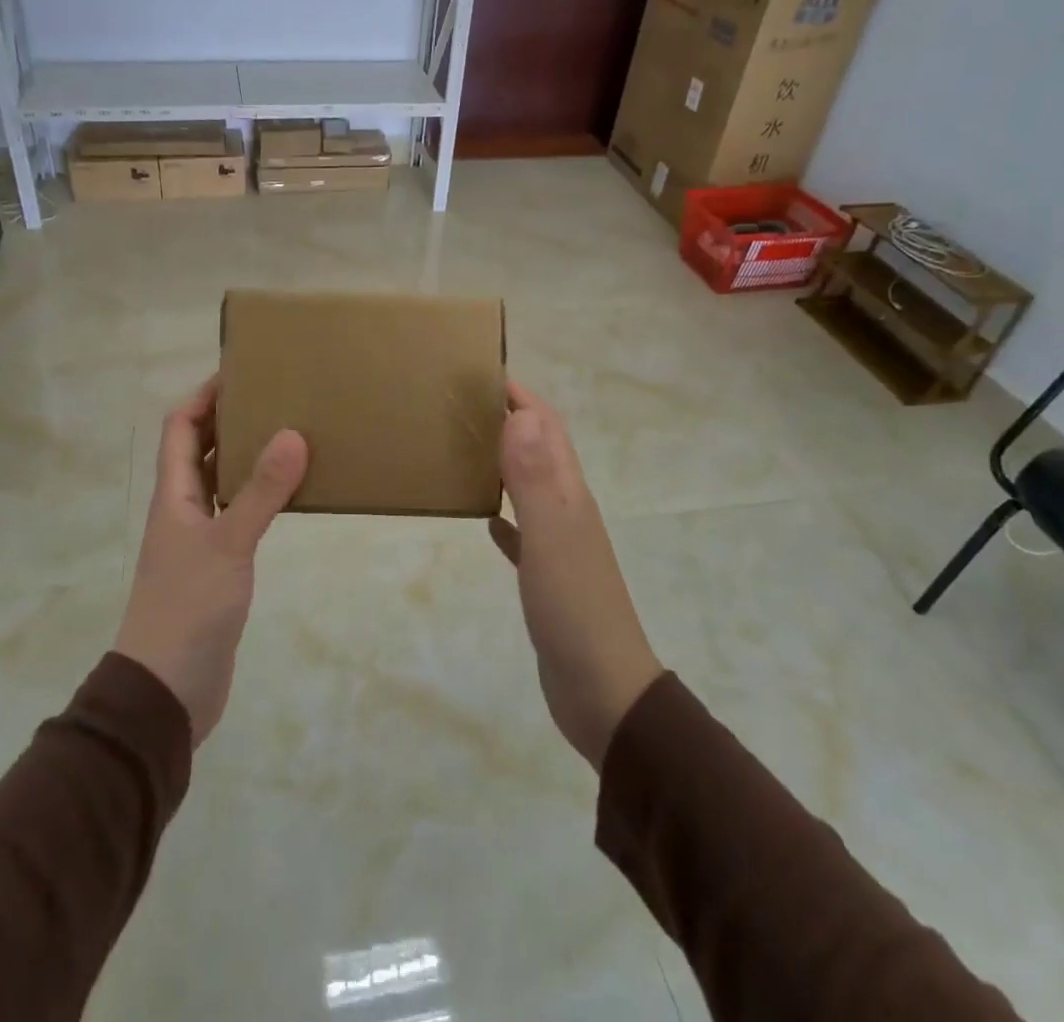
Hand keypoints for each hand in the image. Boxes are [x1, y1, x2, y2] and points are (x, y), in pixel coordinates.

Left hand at [114, 378, 308, 746]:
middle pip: (200, 449)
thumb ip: (261, 491)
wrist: (167, 692)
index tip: (241, 372)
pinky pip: (238, 514)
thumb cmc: (188, 609)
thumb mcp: (228, 544)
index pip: (179, 427)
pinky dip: (259, 496)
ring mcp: (199, 539)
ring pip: (222, 482)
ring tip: (290, 434)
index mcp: (173, 496)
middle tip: (276, 397)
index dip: (204, 395)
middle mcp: (182, 509)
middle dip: (230, 419)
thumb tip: (292, 433)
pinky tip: (289, 495)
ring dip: (247, 456)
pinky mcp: (218, 567)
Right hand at [488, 382, 663, 770]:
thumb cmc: (574, 609)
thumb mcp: (552, 537)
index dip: (520, 395)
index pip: (547, 426)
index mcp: (569, 493)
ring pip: (529, 484)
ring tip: (462, 447)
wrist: (604, 693)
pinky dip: (503, 515)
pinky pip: (522, 531)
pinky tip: (484, 517)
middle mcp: (567, 509)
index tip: (480, 370)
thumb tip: (521, 413)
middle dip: (508, 418)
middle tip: (459, 404)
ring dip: (503, 460)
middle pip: (539, 448)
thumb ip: (535, 478)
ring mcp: (559, 543)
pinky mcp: (547, 576)